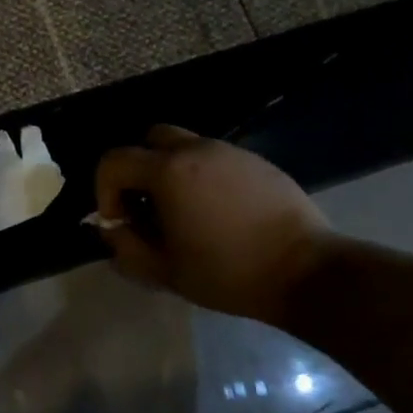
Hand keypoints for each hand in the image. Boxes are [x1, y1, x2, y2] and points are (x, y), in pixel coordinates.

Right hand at [94, 125, 331, 323]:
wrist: (308, 272)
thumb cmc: (228, 273)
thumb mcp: (165, 271)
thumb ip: (126, 248)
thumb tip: (114, 230)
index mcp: (168, 171)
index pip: (114, 161)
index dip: (105, 191)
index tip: (121, 222)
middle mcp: (197, 149)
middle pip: (150, 139)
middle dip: (138, 169)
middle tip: (148, 207)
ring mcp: (230, 152)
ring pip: (185, 146)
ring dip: (172, 172)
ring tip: (185, 213)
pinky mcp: (258, 162)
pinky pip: (216, 159)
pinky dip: (204, 177)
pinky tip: (220, 214)